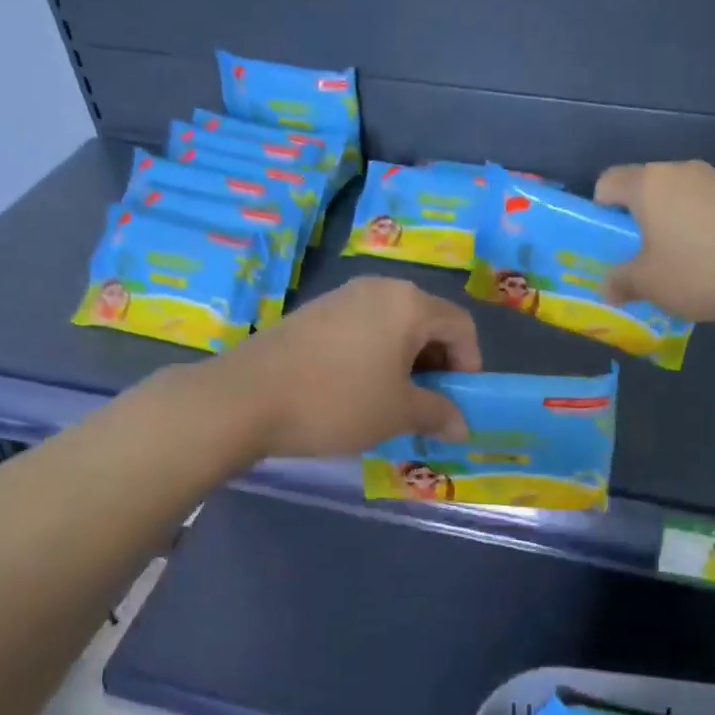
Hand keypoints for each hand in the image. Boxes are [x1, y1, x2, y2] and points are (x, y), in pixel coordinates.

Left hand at [215, 276, 480, 456]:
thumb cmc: (337, 401)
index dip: (469, 364)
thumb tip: (462, 426)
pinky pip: (362, 329)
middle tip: (427, 404)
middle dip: (437, 364)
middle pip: (427, 321)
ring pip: (393, 325)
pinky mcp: (314, 312)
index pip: (461, 325)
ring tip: (392, 400)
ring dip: (405, 362)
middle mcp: (378, 288)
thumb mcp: (397, 413)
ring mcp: (342, 296)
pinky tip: (356, 389)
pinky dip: (374, 355)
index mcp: (408, 303)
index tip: (457, 401)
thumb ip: (438, 414)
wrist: (245, 398)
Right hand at [594, 161, 714, 321]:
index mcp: (648, 184)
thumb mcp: (648, 284)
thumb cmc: (698, 270)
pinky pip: (701, 207)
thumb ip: (620, 281)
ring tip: (672, 261)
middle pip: (642, 189)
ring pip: (674, 198)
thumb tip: (607, 287)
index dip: (598, 211)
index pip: (607, 182)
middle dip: (633, 221)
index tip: (607, 243)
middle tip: (635, 257)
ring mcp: (714, 180)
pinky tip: (704, 258)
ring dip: (665, 224)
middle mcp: (679, 171)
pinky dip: (693, 227)